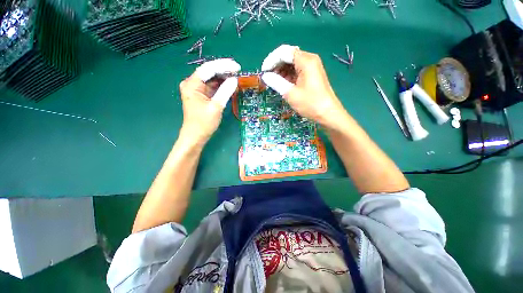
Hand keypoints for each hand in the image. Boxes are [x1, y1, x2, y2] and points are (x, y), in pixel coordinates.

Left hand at [179, 59, 239, 144]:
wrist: (196, 136)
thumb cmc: (204, 123)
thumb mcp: (216, 107)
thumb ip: (225, 91)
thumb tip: (234, 80)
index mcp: (192, 84)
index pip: (209, 68)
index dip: (224, 66)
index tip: (238, 67)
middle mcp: (193, 83)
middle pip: (210, 72)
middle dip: (224, 71)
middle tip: (239, 72)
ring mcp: (197, 89)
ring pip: (212, 79)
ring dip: (224, 78)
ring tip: (237, 77)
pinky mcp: (202, 95)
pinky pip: (213, 87)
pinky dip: (222, 86)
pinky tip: (230, 85)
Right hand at [261, 45, 347, 128]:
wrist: (328, 113)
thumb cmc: (310, 103)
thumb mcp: (290, 93)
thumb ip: (276, 82)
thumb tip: (265, 76)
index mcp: (306, 60)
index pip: (284, 52)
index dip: (271, 60)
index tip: (263, 72)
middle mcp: (309, 59)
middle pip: (288, 56)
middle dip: (276, 65)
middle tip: (267, 77)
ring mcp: (311, 67)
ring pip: (292, 63)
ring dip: (281, 71)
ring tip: (273, 82)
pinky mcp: (312, 74)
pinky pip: (297, 70)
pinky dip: (288, 75)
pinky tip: (283, 83)